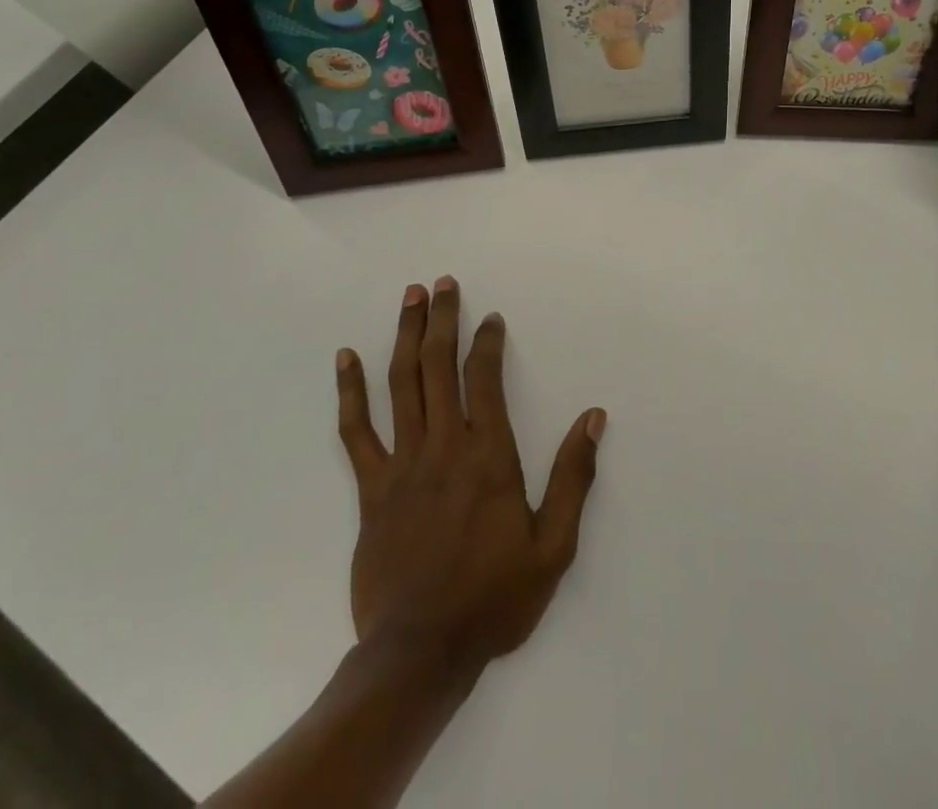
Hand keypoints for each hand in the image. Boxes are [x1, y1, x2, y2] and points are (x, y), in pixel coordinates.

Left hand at [334, 277, 604, 673]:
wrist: (420, 655)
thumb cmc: (494, 598)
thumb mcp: (553, 547)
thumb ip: (574, 477)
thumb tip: (593, 417)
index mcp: (489, 456)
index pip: (484, 379)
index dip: (486, 341)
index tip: (490, 317)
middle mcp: (444, 447)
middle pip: (438, 366)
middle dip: (441, 319)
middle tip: (441, 283)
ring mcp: (402, 464)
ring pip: (401, 384)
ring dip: (404, 336)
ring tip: (408, 297)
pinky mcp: (371, 488)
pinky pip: (356, 430)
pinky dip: (350, 390)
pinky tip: (345, 358)